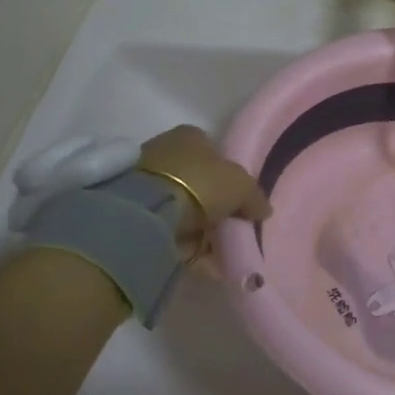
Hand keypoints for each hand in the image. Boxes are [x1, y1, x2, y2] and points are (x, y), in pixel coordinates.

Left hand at [137, 125, 270, 239]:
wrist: (146, 212)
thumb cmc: (200, 183)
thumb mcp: (241, 186)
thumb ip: (254, 196)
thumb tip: (263, 209)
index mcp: (190, 135)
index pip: (213, 150)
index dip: (228, 173)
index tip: (238, 198)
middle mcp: (165, 150)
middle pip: (196, 179)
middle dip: (211, 203)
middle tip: (228, 226)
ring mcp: (144, 180)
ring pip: (180, 205)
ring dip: (197, 226)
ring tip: (215, 249)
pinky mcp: (131, 209)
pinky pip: (166, 227)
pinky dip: (183, 243)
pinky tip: (199, 259)